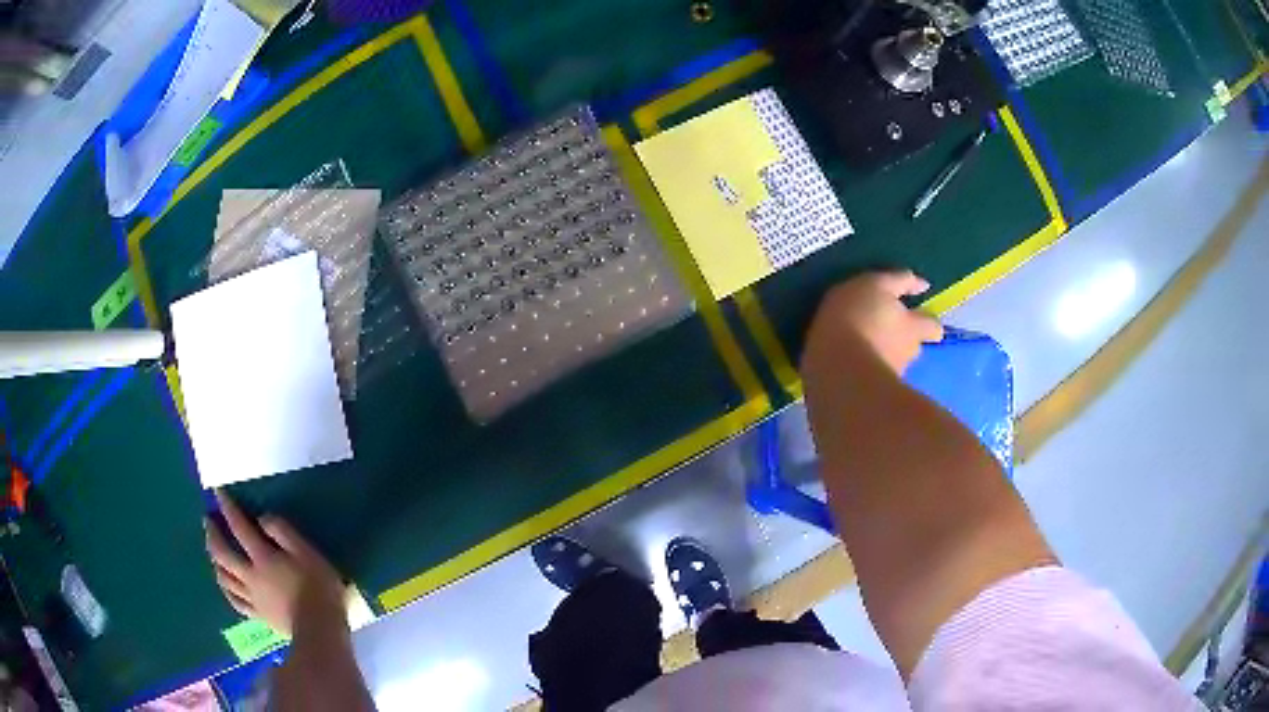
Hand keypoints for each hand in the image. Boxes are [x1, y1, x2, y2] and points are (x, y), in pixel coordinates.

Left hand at [205, 490, 344, 635]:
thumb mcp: (308, 553)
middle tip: (208, 522)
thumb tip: (262, 519)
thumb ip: (284, 532)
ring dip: (215, 561)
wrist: (320, 631)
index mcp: (263, 557)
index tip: (217, 492)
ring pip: (224, 577)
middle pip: (223, 553)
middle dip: (213, 535)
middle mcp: (250, 575)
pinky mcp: (258, 615)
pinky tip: (225, 585)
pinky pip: (235, 601)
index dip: (228, 508)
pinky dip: (226, 589)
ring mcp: (252, 597)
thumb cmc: (318, 588)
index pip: (239, 527)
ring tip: (213, 552)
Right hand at [803, 270, 942, 375]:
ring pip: (892, 365)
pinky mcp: (870, 395)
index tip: (920, 318)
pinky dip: (864, 375)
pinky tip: (846, 369)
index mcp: (911, 327)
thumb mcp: (875, 284)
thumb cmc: (855, 318)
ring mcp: (889, 377)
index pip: (933, 327)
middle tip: (885, 335)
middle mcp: (906, 354)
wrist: (836, 371)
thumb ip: (898, 281)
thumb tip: (922, 285)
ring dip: (882, 359)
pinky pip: (871, 381)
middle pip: (913, 348)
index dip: (929, 324)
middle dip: (904, 342)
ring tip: (860, 353)